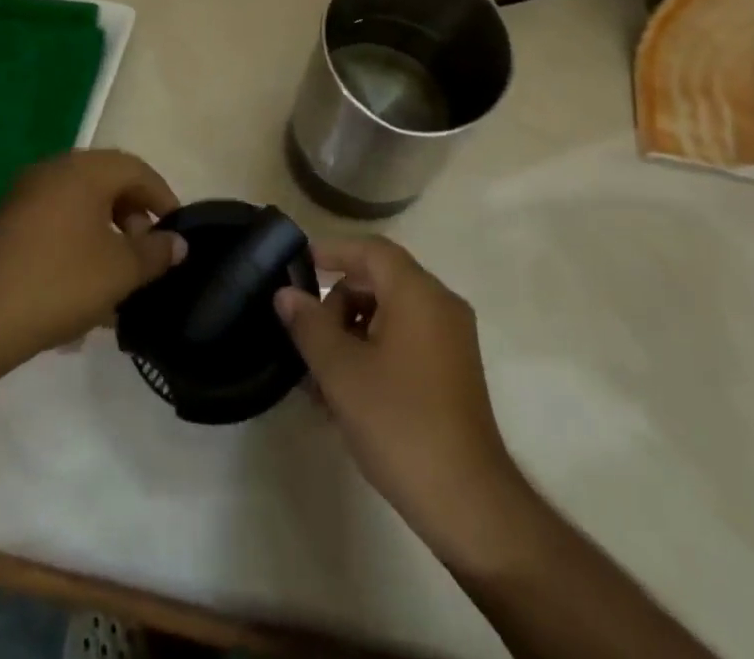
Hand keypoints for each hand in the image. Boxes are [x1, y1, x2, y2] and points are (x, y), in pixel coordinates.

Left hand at [0, 150, 186, 362]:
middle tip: (147, 253)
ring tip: (118, 276)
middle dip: (133, 217)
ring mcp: (25, 196)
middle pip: (107, 183)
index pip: (136, 169)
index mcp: (85, 170)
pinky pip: (55, 223)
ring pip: (80, 206)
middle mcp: (54, 170)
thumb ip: (156, 252)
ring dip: (105, 234)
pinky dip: (77, 244)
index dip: (163, 198)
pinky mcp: (6, 224)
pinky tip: (83, 286)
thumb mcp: (122, 270)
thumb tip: (177, 243)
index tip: (176, 232)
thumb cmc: (61, 282)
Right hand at [275, 237, 524, 564]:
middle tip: (307, 336)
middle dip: (339, 302)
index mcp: (418, 293)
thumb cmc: (400, 423)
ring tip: (320, 375)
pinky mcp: (454, 371)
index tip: (299, 265)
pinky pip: (407, 340)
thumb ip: (309, 326)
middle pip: (381, 280)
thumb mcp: (341, 372)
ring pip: (391, 314)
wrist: (468, 502)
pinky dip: (375, 351)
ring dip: (353, 332)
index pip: (371, 250)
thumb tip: (286, 294)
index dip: (333, 252)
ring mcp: (452, 339)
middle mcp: (441, 305)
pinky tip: (347, 393)